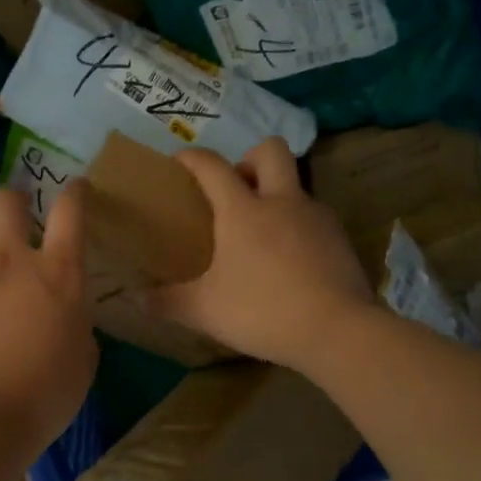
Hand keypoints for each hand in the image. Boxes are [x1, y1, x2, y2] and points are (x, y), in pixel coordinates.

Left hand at [0, 182, 98, 455]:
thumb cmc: (43, 396)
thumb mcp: (81, 360)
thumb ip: (74, 325)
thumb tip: (62, 316)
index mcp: (57, 274)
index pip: (69, 211)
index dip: (73, 193)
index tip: (74, 188)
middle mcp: (8, 261)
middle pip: (5, 202)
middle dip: (12, 203)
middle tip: (15, 221)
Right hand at [147, 138, 376, 370]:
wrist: (338, 331)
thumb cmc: (263, 311)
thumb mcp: (206, 311)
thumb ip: (170, 302)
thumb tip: (139, 300)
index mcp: (243, 210)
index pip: (213, 166)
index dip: (193, 158)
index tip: (181, 161)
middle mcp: (282, 202)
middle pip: (270, 150)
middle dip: (249, 159)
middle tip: (235, 190)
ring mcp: (316, 217)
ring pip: (296, 185)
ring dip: (277, 195)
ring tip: (263, 233)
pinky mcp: (341, 238)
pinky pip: (314, 217)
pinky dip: (298, 226)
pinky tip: (291, 259)